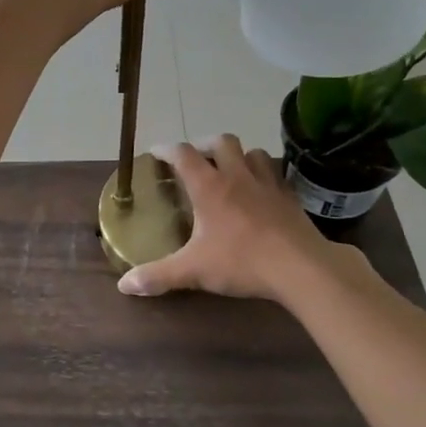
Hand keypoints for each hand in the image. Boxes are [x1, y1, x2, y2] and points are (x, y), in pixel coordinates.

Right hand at [118, 137, 361, 302]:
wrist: (302, 267)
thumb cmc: (242, 261)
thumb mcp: (194, 270)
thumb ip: (158, 275)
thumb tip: (124, 284)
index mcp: (209, 186)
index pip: (183, 154)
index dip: (167, 149)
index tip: (156, 153)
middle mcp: (237, 176)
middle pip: (222, 141)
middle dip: (206, 145)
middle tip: (198, 160)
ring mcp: (268, 184)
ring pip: (253, 152)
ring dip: (239, 156)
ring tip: (232, 172)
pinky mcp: (290, 198)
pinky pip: (275, 175)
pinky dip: (264, 176)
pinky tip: (261, 194)